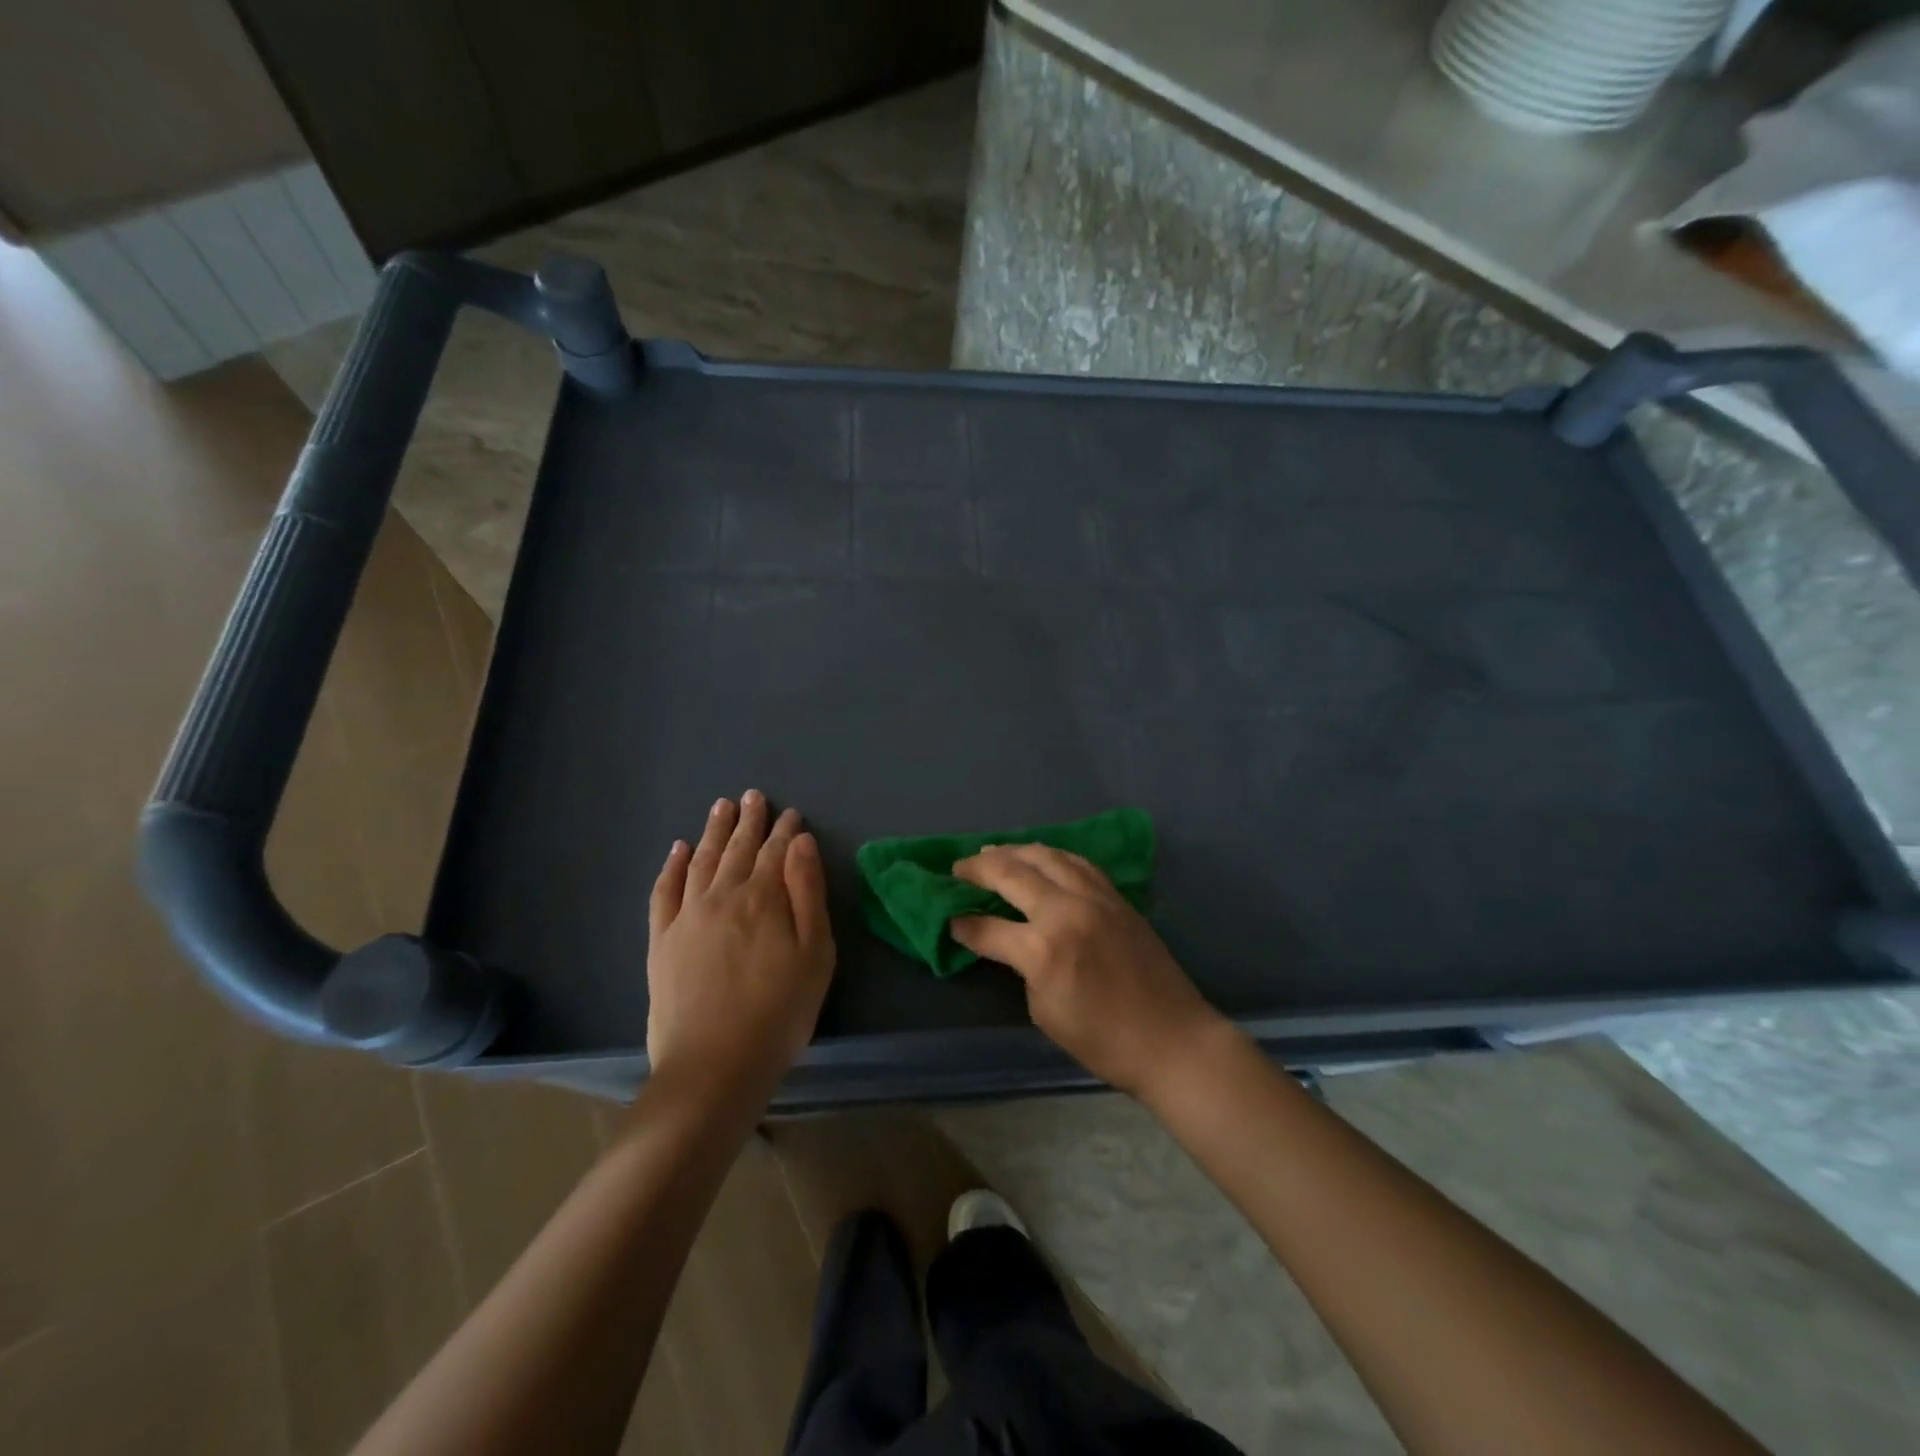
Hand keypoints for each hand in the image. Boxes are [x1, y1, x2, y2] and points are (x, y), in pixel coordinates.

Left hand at [646, 791, 835, 1103]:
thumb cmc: (779, 1013)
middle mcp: (722, 895)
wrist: (713, 1066)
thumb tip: (801, 843)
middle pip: (738, 848)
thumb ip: (808, 893)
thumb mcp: (815, 954)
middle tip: (753, 796)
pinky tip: (677, 849)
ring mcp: (687, 915)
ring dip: (713, 831)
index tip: (792, 814)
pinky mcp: (661, 939)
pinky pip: (664, 890)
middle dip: (749, 821)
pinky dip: (671, 866)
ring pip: (701, 860)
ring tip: (721, 807)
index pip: (777, 852)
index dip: (786, 831)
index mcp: (763, 898)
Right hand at [950, 845, 1231, 1100]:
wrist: (1172, 1039)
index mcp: (1043, 948)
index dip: (963, 924)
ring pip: (1046, 856)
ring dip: (1015, 851)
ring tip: (993, 852)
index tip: (948, 919)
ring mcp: (1095, 897)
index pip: (988, 927)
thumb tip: (1008, 943)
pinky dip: (1051, 855)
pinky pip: (1077, 863)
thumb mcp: (1045, 1012)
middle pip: (1013, 873)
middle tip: (958, 868)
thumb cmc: (1103, 1041)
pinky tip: (1041, 857)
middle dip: (979, 868)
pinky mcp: (1116, 897)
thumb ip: (1021, 968)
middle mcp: (1066, 910)